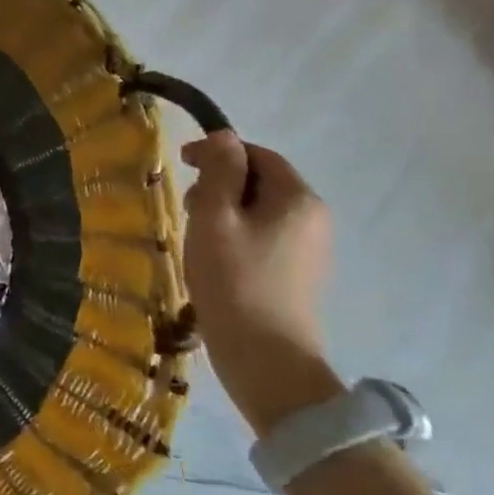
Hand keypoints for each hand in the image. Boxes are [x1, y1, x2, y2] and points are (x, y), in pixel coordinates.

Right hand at [180, 132, 339, 435]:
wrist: (265, 357)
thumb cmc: (233, 279)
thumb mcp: (214, 216)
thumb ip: (219, 172)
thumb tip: (223, 137)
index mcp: (297, 198)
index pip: (258, 154)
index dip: (219, 151)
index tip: (180, 163)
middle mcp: (313, 218)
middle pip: (262, 182)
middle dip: (221, 183)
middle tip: (186, 205)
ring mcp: (310, 250)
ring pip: (261, 211)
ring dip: (226, 211)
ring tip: (196, 235)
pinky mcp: (298, 276)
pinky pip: (265, 238)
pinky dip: (237, 236)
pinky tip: (215, 259)